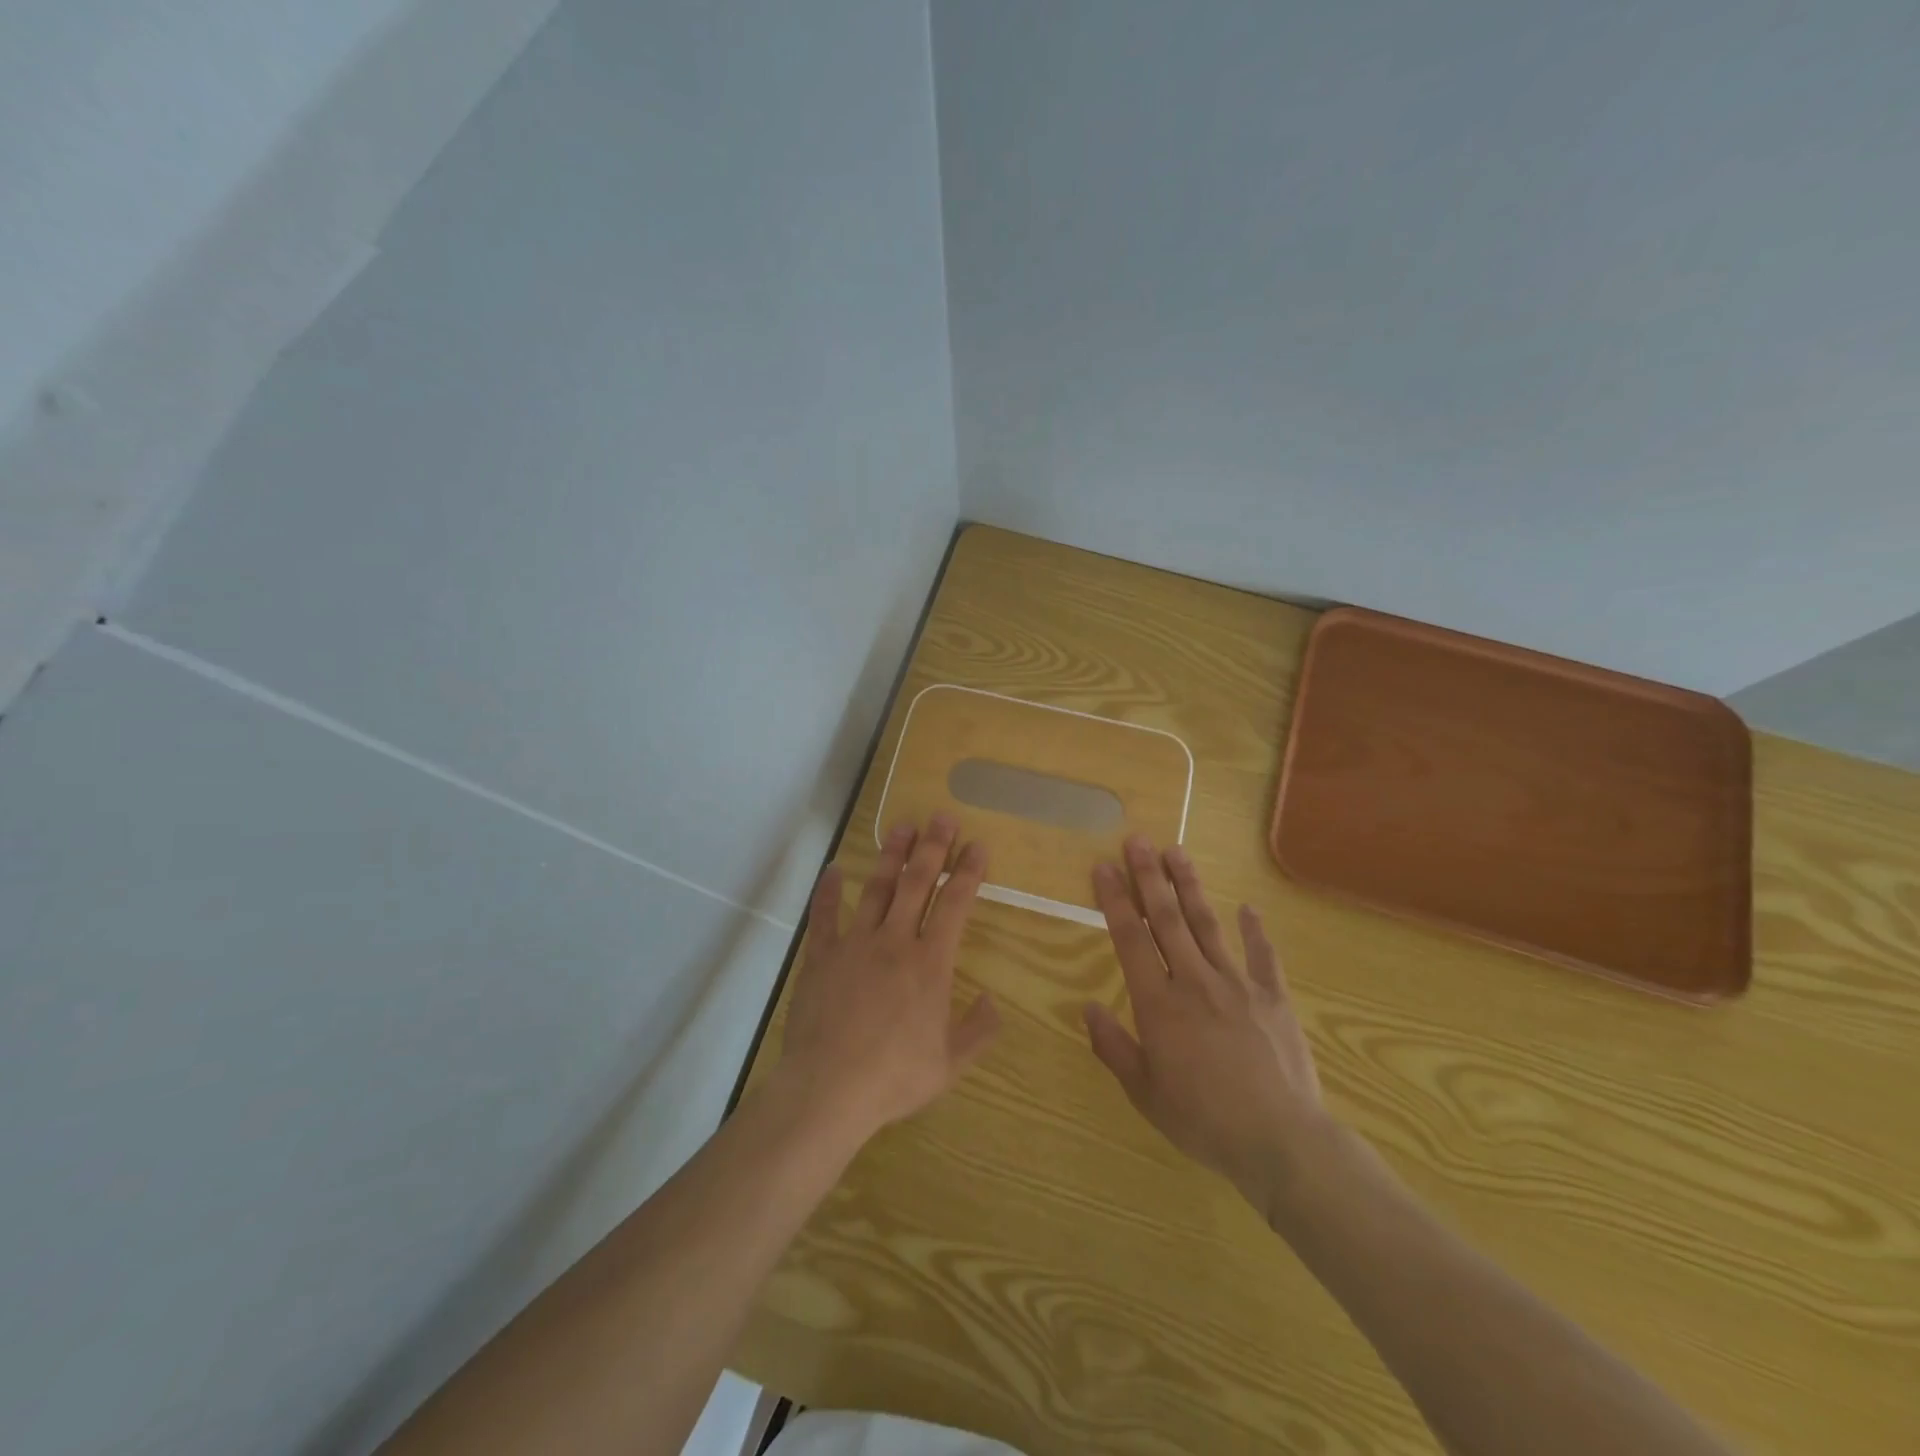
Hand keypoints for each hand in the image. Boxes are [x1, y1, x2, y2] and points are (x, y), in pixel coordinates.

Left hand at [776, 815, 1000, 1146]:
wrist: (829, 1089)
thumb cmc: (894, 1077)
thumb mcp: (950, 1064)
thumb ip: (978, 1031)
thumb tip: (993, 1000)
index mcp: (930, 964)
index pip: (955, 905)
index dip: (968, 872)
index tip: (977, 845)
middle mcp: (894, 942)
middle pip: (917, 884)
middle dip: (932, 847)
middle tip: (941, 817)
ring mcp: (854, 945)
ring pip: (876, 889)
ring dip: (891, 856)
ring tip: (901, 827)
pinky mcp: (821, 957)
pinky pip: (824, 917)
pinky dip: (828, 892)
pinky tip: (833, 870)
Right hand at [1084, 835, 1330, 1216]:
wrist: (1281, 1139)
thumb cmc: (1203, 1119)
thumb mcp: (1144, 1092)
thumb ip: (1113, 1046)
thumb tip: (1087, 1007)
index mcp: (1158, 1002)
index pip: (1130, 938)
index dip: (1114, 899)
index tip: (1103, 867)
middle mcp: (1194, 980)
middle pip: (1167, 918)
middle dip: (1148, 876)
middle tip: (1137, 839)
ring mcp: (1237, 984)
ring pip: (1207, 924)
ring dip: (1189, 886)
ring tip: (1176, 852)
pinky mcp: (1272, 996)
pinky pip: (1262, 956)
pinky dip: (1255, 930)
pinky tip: (1249, 907)